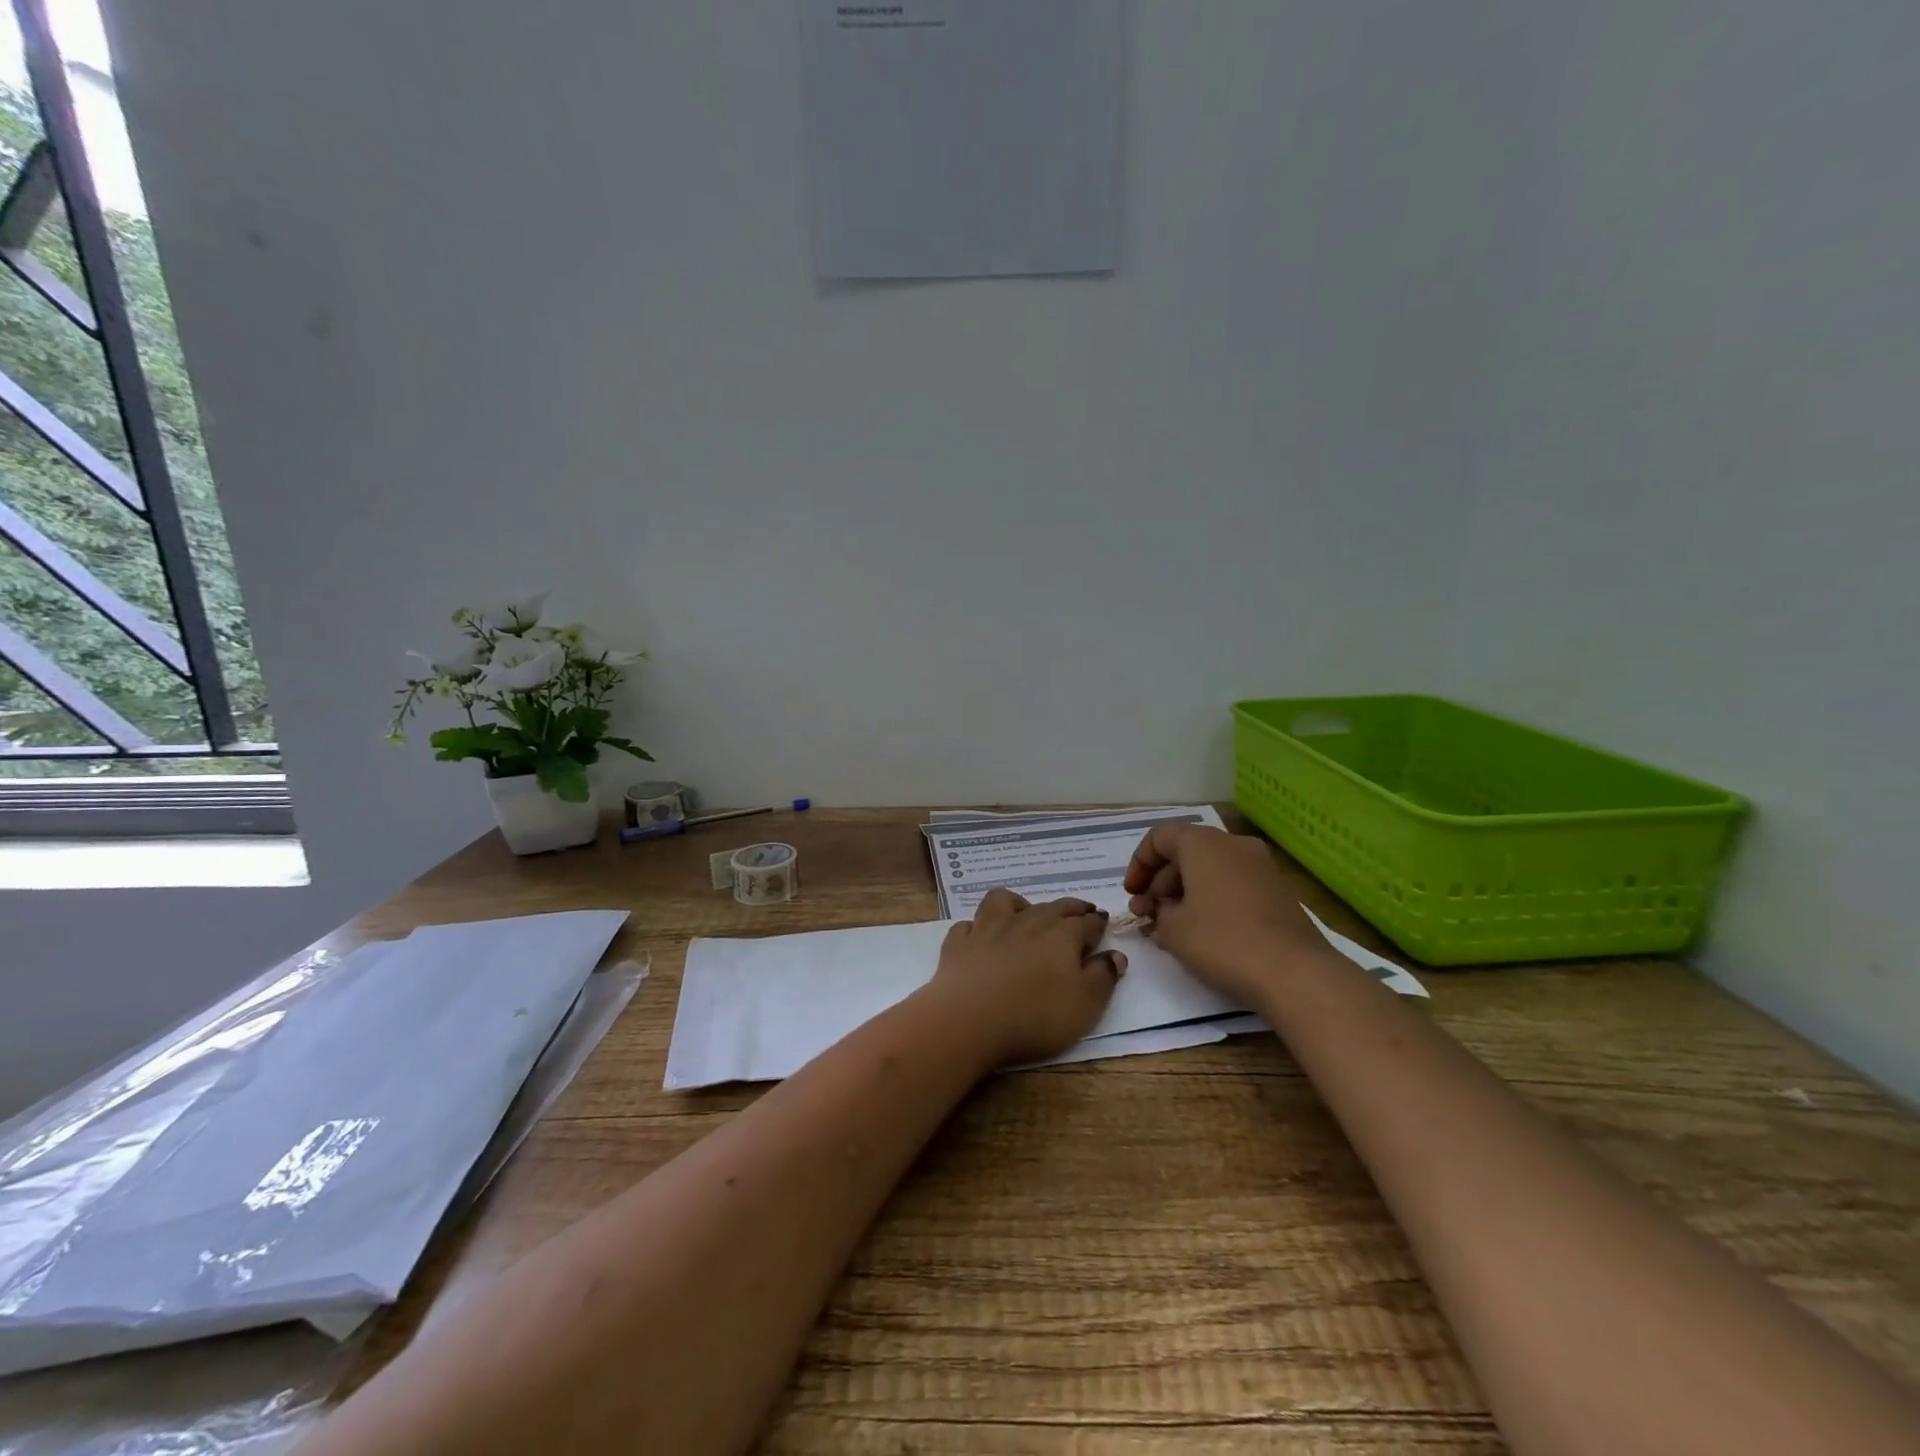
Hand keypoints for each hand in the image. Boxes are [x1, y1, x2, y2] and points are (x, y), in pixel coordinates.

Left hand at [926, 889, 1126, 1066]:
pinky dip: (977, 928)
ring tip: (1025, 914)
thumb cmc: (1036, 1015)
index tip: (1103, 922)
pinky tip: (980, 937)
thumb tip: (1116, 955)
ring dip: (1019, 904)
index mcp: (1062, 935)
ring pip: (1005, 901)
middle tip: (1081, 911)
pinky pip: (969, 925)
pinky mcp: (960, 942)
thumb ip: (1103, 977)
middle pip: (1053, 907)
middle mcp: (1027, 922)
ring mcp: (989, 928)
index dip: (1098, 922)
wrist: (970, 1019)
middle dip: (1071, 908)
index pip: (1087, 922)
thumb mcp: (1085, 1005)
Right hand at [1123, 823, 1332, 1005]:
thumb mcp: (1172, 929)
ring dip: (1184, 893)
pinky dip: (1210, 899)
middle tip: (1147, 915)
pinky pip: (1231, 884)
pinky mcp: (1277, 891)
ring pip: (1209, 869)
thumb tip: (1161, 910)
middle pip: (1185, 852)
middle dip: (1160, 883)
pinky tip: (1202, 932)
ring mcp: (1260, 867)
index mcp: (1203, 843)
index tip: (1131, 894)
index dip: (1138, 864)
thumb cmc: (1222, 941)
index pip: (1159, 837)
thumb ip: (1156, 912)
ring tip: (1170, 929)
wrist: (1295, 973)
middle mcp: (1233, 844)